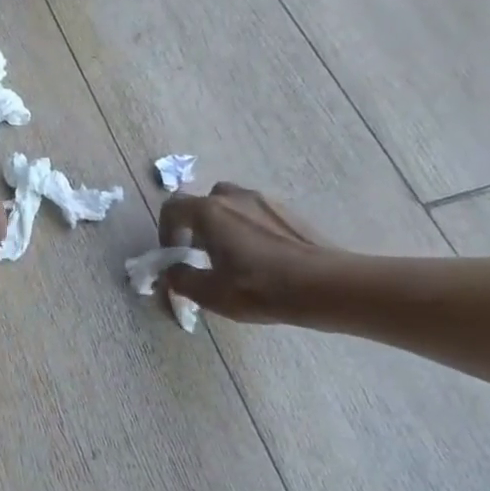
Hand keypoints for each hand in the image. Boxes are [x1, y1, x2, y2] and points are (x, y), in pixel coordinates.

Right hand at [157, 184, 340, 323]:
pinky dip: (249, 229)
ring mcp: (265, 201)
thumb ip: (181, 279)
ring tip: (232, 256)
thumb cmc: (259, 288)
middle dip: (197, 224)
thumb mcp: (210, 293)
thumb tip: (172, 271)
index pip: (173, 208)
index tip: (174, 254)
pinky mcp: (289, 212)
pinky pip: (257, 214)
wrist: (323, 285)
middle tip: (202, 252)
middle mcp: (235, 197)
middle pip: (205, 201)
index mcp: (210, 212)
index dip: (166, 230)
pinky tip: (261, 258)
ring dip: (224, 224)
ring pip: (233, 205)